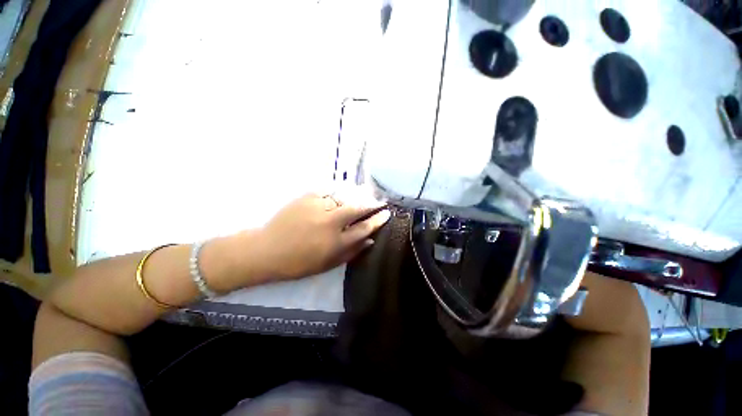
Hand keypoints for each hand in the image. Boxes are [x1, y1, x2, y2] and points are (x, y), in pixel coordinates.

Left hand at [252, 190, 390, 280]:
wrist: (266, 250)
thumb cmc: (298, 263)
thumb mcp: (328, 264)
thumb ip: (351, 252)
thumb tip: (369, 240)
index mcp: (336, 242)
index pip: (364, 228)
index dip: (378, 220)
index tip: (386, 213)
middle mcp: (330, 222)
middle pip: (357, 208)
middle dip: (371, 204)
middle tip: (378, 201)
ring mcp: (318, 207)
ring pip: (344, 198)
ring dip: (354, 198)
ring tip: (358, 199)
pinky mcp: (307, 197)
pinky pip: (328, 193)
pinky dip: (335, 195)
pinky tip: (336, 198)